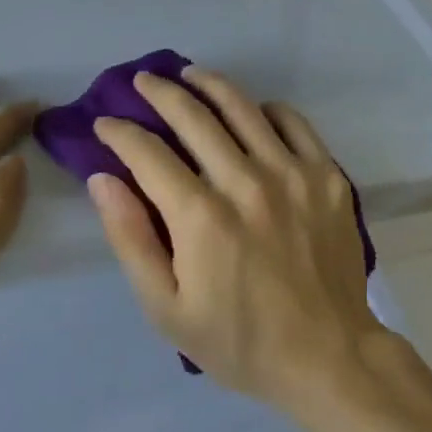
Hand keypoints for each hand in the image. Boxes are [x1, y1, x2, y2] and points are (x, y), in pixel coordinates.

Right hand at [89, 68, 398, 430]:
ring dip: (209, 84)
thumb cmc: (240, 340)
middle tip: (142, 81)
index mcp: (202, 217)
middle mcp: (246, 182)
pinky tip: (252, 111)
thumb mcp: (167, 310)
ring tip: (189, 74)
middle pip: (194, 115)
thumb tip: (103, 179)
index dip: (120, 132)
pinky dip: (266, 109)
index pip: (148, 153)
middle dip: (159, 92)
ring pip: (242, 107)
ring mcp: (292, 173)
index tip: (106, 122)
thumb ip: (131, 239)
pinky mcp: (327, 175)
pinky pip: (292, 122)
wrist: (329, 356)